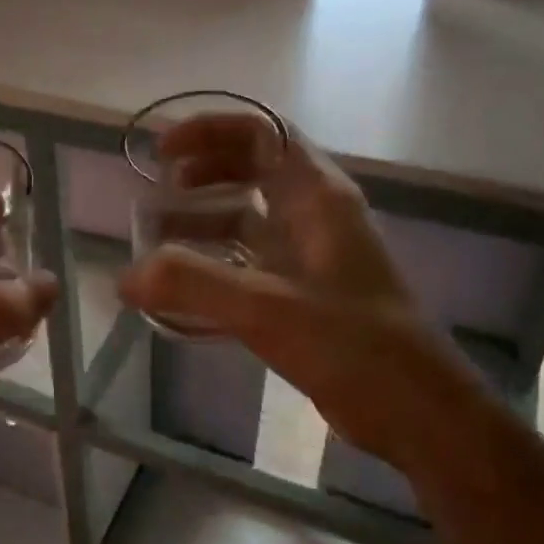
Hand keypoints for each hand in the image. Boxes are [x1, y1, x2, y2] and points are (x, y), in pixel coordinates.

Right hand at [119, 114, 492, 479]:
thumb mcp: (267, 309)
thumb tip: (126, 276)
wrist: (417, 412)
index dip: (210, 131)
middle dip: (203, 171)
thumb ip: (193, 285)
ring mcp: (311, 258)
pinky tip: (183, 290)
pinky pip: (250, 263)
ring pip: (250, 219)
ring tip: (157, 239)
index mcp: (318, 198)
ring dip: (204, 219)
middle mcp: (315, 217)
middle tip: (157, 189)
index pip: (262, 133)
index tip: (163, 153)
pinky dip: (214, 264)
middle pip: (254, 169)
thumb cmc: (354, 346)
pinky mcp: (304, 296)